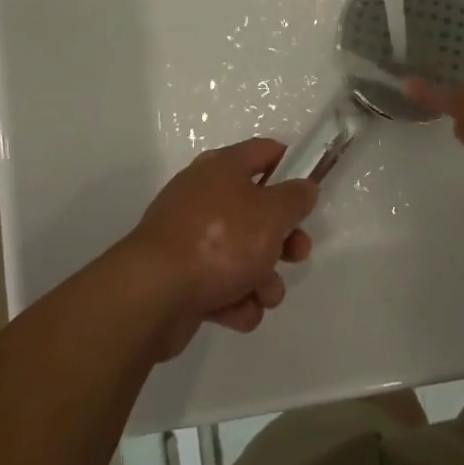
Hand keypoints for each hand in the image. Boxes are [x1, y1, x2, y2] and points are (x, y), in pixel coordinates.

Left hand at [120, 138, 317, 358]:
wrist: (153, 294)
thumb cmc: (220, 241)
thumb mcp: (271, 213)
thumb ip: (295, 198)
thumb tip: (304, 187)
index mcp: (223, 168)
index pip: (264, 152)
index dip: (291, 165)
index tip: (310, 189)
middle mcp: (204, 195)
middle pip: (257, 209)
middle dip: (283, 238)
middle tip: (298, 254)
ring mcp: (190, 237)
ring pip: (242, 253)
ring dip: (262, 277)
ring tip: (264, 296)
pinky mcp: (181, 277)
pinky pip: (220, 284)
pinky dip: (235, 299)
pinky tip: (239, 312)